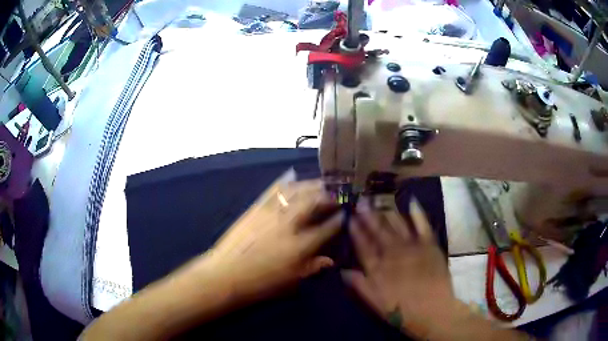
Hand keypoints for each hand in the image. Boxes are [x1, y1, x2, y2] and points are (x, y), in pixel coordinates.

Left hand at [201, 178, 342, 301]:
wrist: (226, 274)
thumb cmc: (261, 283)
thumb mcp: (291, 281)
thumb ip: (312, 268)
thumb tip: (330, 260)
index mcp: (300, 245)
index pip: (327, 227)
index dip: (339, 219)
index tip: (345, 213)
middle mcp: (289, 224)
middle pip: (313, 202)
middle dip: (328, 195)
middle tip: (336, 193)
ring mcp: (271, 213)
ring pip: (296, 191)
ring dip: (311, 185)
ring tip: (320, 183)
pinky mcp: (256, 208)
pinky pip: (273, 190)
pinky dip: (285, 182)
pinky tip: (292, 177)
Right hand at [342, 198, 455, 337]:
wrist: (433, 311)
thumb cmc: (402, 311)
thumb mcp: (375, 303)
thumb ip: (360, 285)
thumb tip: (343, 270)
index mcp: (379, 268)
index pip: (363, 246)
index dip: (356, 232)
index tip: (350, 218)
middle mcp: (393, 253)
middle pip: (379, 232)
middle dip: (369, 216)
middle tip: (362, 201)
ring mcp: (412, 247)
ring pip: (397, 225)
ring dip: (387, 212)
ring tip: (379, 201)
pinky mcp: (429, 245)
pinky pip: (422, 225)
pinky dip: (417, 213)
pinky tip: (412, 202)